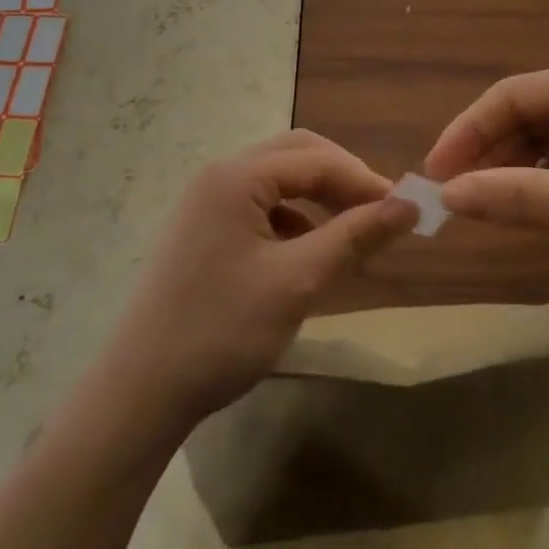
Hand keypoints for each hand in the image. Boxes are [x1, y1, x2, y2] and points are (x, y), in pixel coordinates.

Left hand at [106, 130, 418, 426]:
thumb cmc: (222, 330)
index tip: (405, 211)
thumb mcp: (297, 281)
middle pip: (294, 156)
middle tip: (378, 213)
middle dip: (340, 179)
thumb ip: (354, 236)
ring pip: (275, 182)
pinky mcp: (200, 232)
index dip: (364, 181)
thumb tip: (409, 205)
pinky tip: (306, 254)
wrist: (140, 391)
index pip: (316, 160)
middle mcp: (217, 177)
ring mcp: (203, 204)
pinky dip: (291, 220)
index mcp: (236, 177)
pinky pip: (257, 208)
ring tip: (350, 235)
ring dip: (316, 198)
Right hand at [424, 62, 548, 301]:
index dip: (467, 132)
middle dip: (489, 151)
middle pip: (530, 113)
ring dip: (516, 167)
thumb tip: (448, 193)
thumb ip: (519, 197)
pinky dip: (548, 180)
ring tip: (486, 205)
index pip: (512, 95)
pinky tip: (534, 206)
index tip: (435, 175)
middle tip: (455, 196)